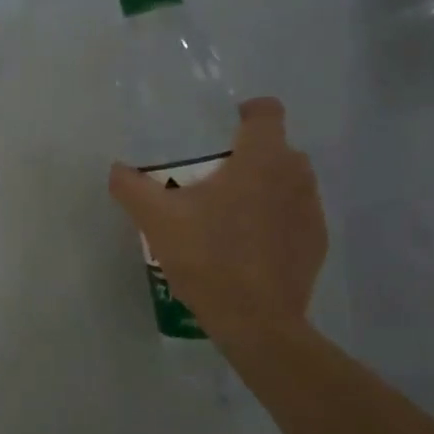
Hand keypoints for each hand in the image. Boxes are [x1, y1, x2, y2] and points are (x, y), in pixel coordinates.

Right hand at [107, 98, 326, 343]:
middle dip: (248, 156)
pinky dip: (275, 221)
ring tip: (228, 215)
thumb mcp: (157, 220)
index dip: (244, 113)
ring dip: (264, 188)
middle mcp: (296, 175)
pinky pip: (295, 216)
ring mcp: (312, 210)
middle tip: (211, 180)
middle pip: (276, 148)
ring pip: (288, 183)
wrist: (256, 322)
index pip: (266, 111)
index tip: (219, 131)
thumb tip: (116, 169)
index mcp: (262, 158)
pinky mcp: (317, 243)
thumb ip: (132, 187)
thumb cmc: (208, 257)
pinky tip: (248, 248)